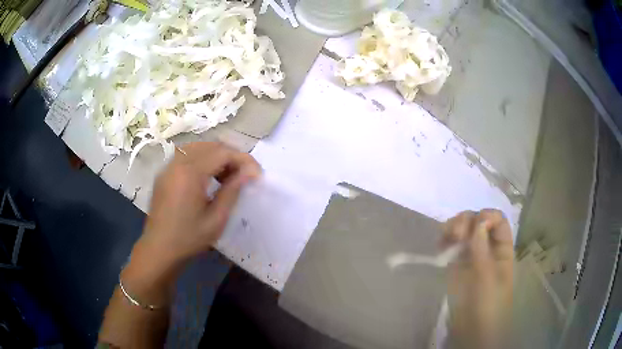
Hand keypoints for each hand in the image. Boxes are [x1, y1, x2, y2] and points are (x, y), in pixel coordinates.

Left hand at [139, 142, 261, 264]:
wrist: (159, 250)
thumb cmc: (189, 239)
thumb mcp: (216, 219)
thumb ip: (233, 191)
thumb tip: (250, 172)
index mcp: (190, 174)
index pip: (222, 153)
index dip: (243, 160)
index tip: (257, 175)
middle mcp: (177, 163)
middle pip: (210, 145)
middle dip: (231, 156)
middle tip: (244, 175)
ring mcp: (168, 167)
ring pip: (198, 147)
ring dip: (216, 155)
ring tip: (227, 175)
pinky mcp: (164, 173)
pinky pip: (186, 155)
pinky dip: (202, 159)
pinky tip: (208, 177)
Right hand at [442, 209, 513, 348]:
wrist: (473, 329)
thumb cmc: (488, 304)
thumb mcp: (488, 278)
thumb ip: (482, 250)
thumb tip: (478, 222)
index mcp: (502, 249)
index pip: (498, 221)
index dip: (488, 217)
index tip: (476, 225)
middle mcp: (487, 247)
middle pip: (479, 221)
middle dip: (467, 221)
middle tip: (456, 234)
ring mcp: (471, 255)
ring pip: (464, 230)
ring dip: (454, 227)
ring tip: (446, 237)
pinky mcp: (456, 264)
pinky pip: (451, 245)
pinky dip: (445, 239)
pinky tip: (440, 245)